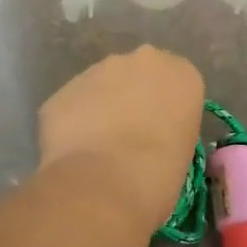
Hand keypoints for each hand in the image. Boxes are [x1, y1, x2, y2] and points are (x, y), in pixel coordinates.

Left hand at [38, 46, 203, 232]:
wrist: (104, 184)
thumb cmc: (159, 174)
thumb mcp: (184, 151)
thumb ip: (171, 128)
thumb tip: (152, 136)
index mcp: (181, 74)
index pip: (178, 83)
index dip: (168, 109)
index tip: (162, 133)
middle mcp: (140, 61)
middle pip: (138, 75)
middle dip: (133, 99)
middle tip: (130, 136)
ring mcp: (96, 71)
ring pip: (101, 86)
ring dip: (101, 108)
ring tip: (99, 147)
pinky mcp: (62, 91)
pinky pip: (72, 105)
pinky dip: (74, 124)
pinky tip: (76, 152)